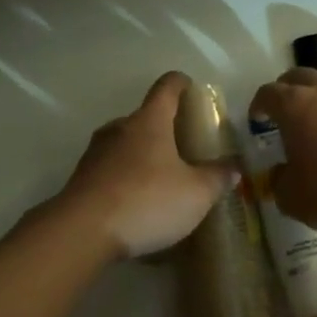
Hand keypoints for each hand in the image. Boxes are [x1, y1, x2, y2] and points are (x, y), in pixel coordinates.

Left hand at [60, 73, 237, 258]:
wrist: (81, 232)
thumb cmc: (146, 200)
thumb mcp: (196, 194)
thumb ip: (218, 177)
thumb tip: (235, 166)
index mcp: (150, 120)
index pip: (167, 86)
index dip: (182, 84)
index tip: (193, 91)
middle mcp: (121, 127)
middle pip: (146, 116)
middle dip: (165, 128)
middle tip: (185, 149)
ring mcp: (96, 151)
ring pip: (126, 143)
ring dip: (143, 155)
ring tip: (161, 181)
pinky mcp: (81, 178)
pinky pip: (110, 170)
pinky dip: (125, 179)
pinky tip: (137, 206)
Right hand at [249, 68, 316, 232]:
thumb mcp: (292, 197)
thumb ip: (279, 181)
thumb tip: (280, 174)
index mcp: (295, 105)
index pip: (268, 93)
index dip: (259, 104)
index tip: (256, 117)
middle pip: (299, 77)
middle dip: (287, 89)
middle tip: (282, 110)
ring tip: (316, 127)